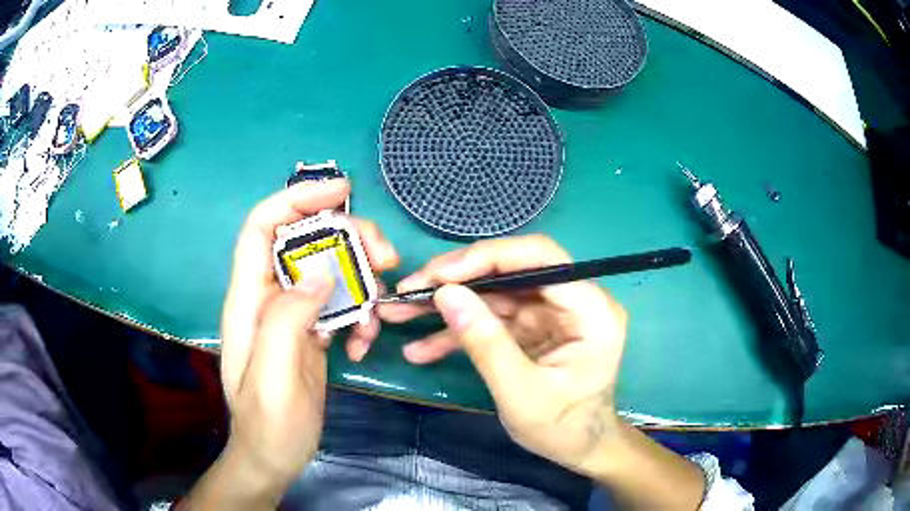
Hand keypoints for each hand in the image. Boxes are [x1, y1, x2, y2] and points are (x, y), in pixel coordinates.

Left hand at [218, 180, 398, 496]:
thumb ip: (288, 318)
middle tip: (387, 257)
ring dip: (362, 279)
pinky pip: (340, 304)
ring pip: (329, 269)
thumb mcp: (274, 376)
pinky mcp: (311, 332)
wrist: (273, 458)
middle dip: (348, 238)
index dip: (295, 199)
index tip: (341, 191)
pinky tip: (365, 343)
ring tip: (382, 309)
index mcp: (248, 300)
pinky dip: (360, 314)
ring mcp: (291, 315)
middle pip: (305, 242)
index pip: (261, 228)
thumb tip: (321, 272)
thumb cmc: (268, 424)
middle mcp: (268, 298)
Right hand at [378, 235, 626, 470]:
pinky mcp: (533, 327)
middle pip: (511, 270)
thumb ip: (485, 343)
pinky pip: (492, 318)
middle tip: (409, 289)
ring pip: (494, 292)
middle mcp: (574, 301)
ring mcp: (551, 313)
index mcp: (590, 310)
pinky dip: (458, 331)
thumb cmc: (563, 428)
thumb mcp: (521, 393)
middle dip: (456, 279)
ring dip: (448, 304)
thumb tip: (445, 294)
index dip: (487, 258)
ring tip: (400, 313)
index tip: (438, 274)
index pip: (541, 259)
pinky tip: (421, 347)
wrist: (579, 449)